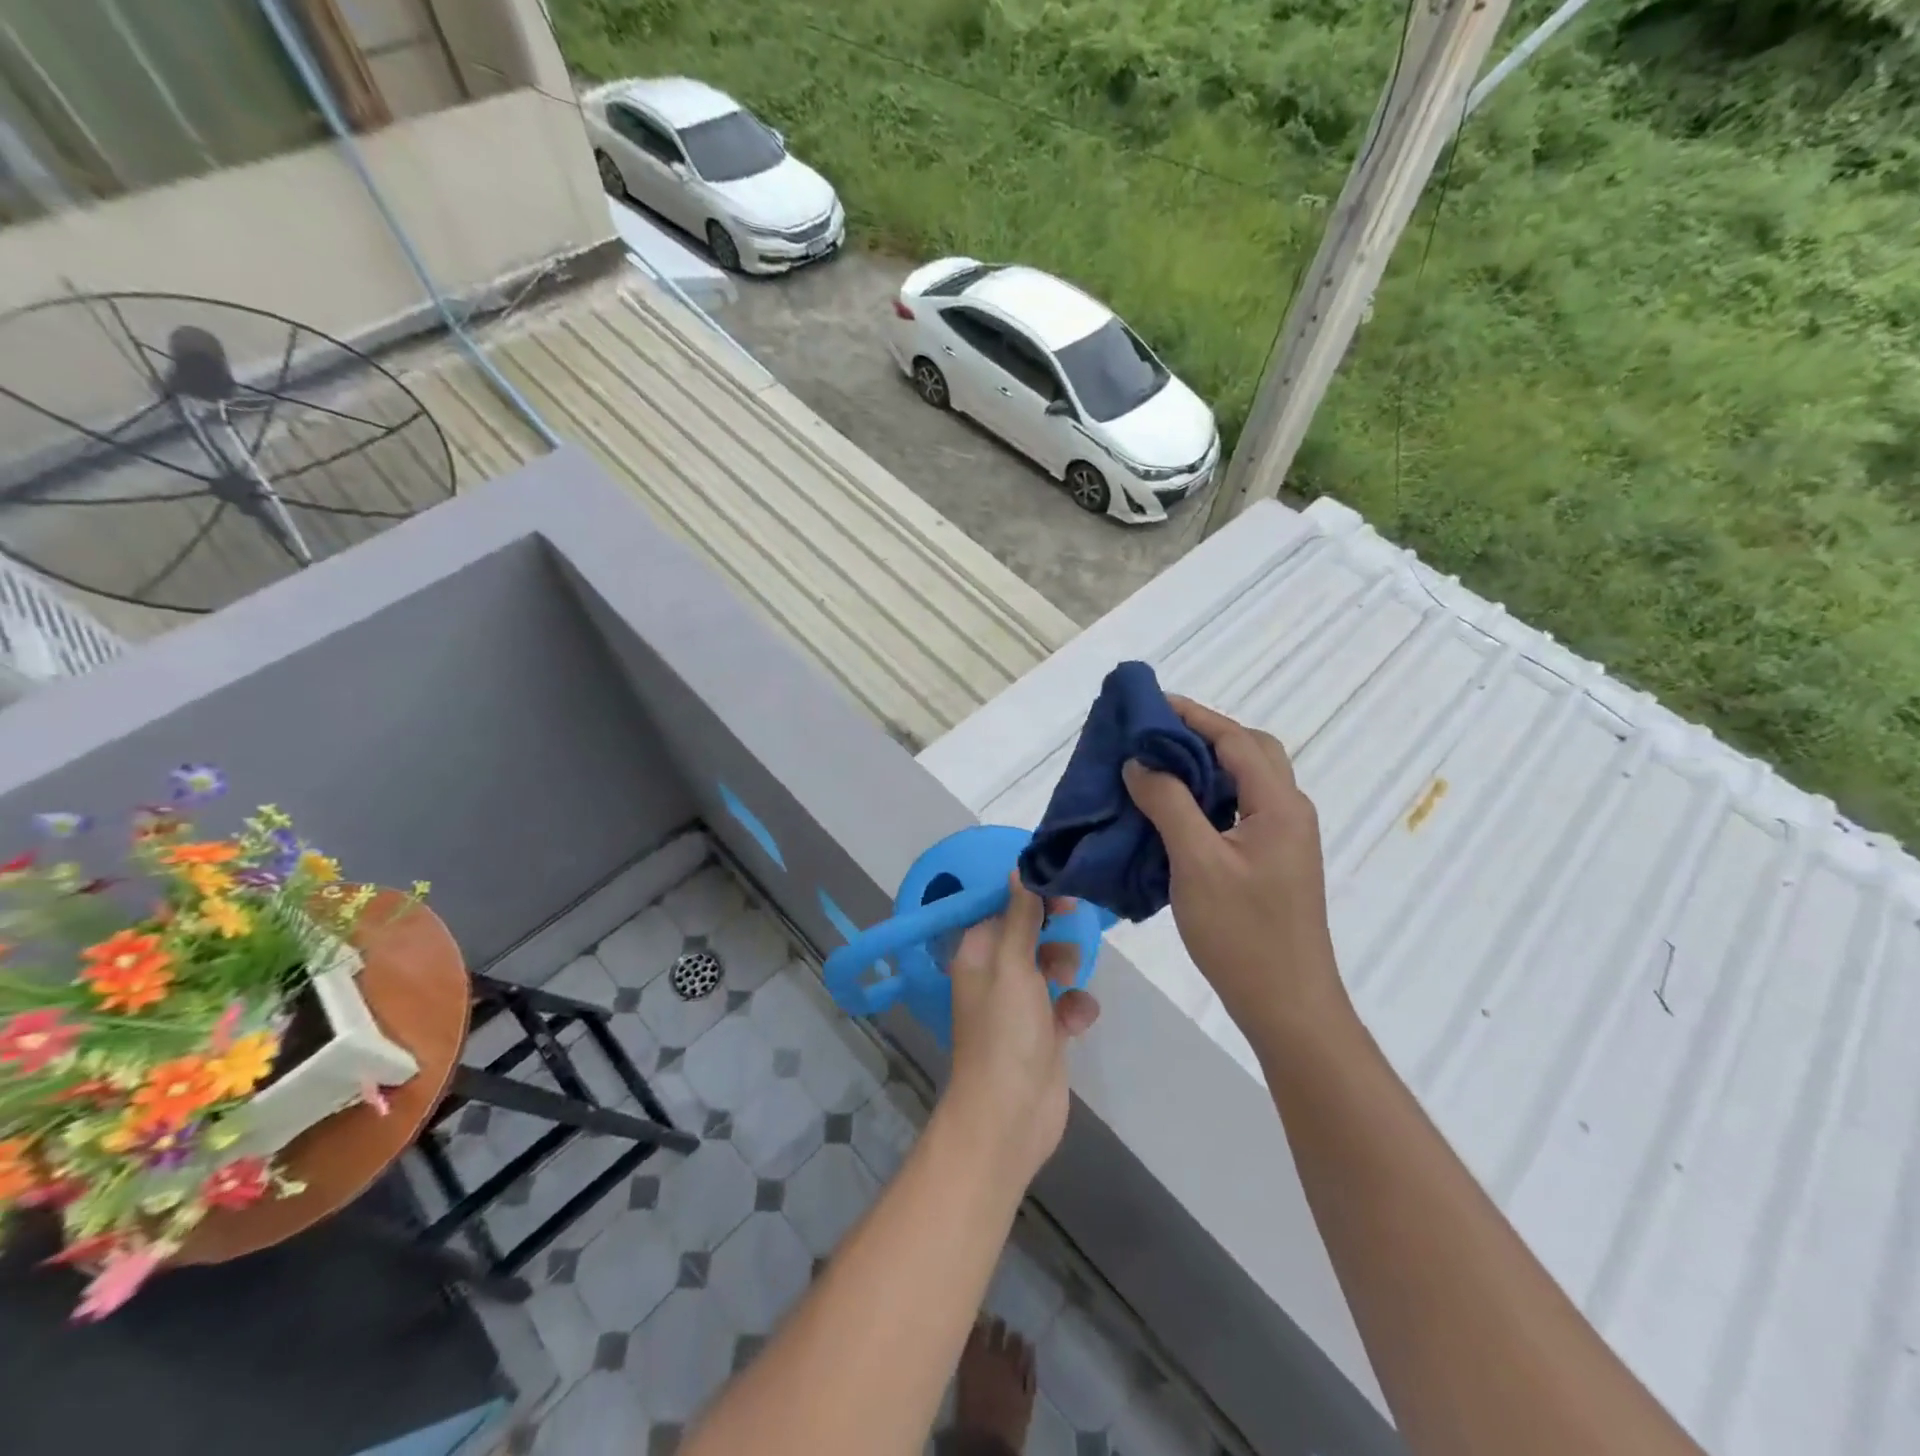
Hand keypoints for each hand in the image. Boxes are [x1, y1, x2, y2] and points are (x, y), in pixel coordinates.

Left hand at [942, 875, 1099, 1182]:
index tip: (1061, 886)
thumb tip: (1018, 869)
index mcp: (977, 954)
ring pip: (1049, 965)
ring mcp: (1019, 1005)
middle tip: (1074, 920)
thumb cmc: (1006, 1032)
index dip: (1029, 894)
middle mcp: (995, 974)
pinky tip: (1079, 1019)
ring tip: (1070, 978)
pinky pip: (1064, 1003)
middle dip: (1052, 928)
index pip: (1001, 907)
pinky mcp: (1043, 1032)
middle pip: (1028, 933)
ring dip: (1066, 965)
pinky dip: (1074, 1006)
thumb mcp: (1013, 965)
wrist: (1011, 1115)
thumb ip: (1019, 916)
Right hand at [1122, 696, 1347, 1045]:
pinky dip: (1207, 797)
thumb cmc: (1242, 933)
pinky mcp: (1272, 861)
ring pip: (1244, 782)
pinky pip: (1238, 810)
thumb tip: (1140, 763)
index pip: (1236, 740)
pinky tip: (1173, 811)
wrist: (1287, 1005)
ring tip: (1156, 766)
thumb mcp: (1197, 863)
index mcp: (1279, 805)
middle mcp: (1288, 812)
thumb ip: (1169, 804)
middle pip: (1249, 752)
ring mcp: (1283, 839)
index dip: (1192, 716)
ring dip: (1204, 766)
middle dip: (1203, 735)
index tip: (1149, 703)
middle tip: (1154, 735)